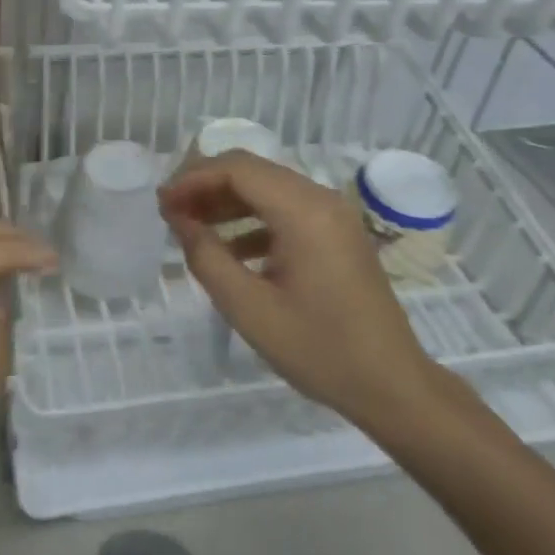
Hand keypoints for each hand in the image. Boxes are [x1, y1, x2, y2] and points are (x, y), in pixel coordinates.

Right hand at [160, 151, 442, 435]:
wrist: (392, 385)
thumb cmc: (319, 349)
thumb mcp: (249, 309)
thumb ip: (207, 257)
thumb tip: (180, 220)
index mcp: (304, 211)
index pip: (237, 169)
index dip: (193, 179)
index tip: (162, 204)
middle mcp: (322, 199)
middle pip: (253, 171)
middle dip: (207, 185)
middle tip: (171, 212)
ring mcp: (334, 215)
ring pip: (269, 188)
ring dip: (228, 202)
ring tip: (191, 227)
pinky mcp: (338, 234)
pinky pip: (287, 210)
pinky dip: (253, 219)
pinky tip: (230, 251)